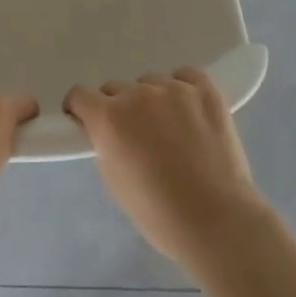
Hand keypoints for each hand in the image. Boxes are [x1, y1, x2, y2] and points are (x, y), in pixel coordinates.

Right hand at [65, 68, 270, 266]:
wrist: (215, 220)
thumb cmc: (156, 212)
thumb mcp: (112, 179)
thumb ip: (104, 143)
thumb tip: (107, 131)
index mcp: (108, 118)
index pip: (80, 95)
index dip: (81, 109)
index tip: (87, 121)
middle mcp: (137, 95)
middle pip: (115, 88)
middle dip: (118, 108)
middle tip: (134, 135)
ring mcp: (174, 89)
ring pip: (150, 83)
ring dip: (151, 101)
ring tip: (169, 128)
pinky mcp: (206, 91)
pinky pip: (185, 76)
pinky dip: (182, 88)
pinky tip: (189, 110)